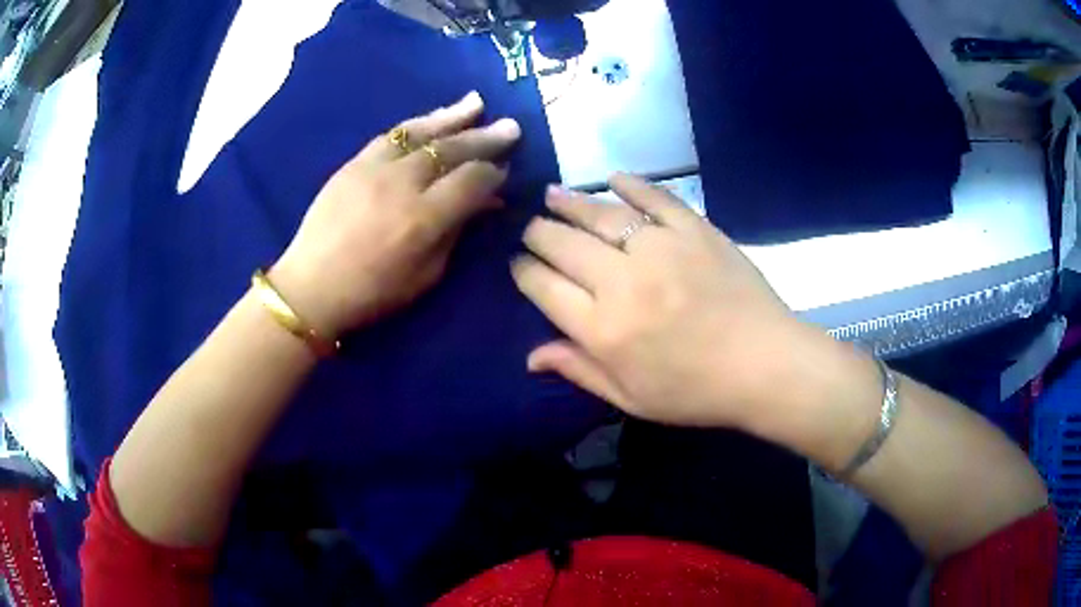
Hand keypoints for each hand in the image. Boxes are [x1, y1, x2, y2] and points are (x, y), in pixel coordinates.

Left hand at [271, 91, 520, 336]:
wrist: (312, 286)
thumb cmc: (373, 293)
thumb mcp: (426, 276)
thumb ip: (457, 233)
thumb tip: (484, 203)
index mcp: (423, 218)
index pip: (470, 181)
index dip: (493, 173)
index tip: (505, 170)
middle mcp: (402, 184)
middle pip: (452, 150)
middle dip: (485, 138)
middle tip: (511, 128)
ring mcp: (375, 168)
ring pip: (421, 132)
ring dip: (453, 117)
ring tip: (478, 104)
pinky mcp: (354, 163)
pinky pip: (392, 134)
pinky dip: (417, 123)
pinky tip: (434, 118)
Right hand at [511, 174, 832, 429]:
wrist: (765, 365)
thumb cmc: (696, 392)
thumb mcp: (632, 398)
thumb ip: (580, 371)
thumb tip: (531, 356)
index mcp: (603, 329)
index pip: (544, 288)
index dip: (524, 271)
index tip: (519, 264)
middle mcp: (623, 281)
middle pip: (563, 245)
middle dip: (539, 233)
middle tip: (533, 228)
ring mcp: (661, 249)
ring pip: (601, 215)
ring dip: (571, 203)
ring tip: (552, 194)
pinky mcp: (694, 230)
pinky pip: (655, 198)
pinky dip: (631, 185)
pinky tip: (613, 178)